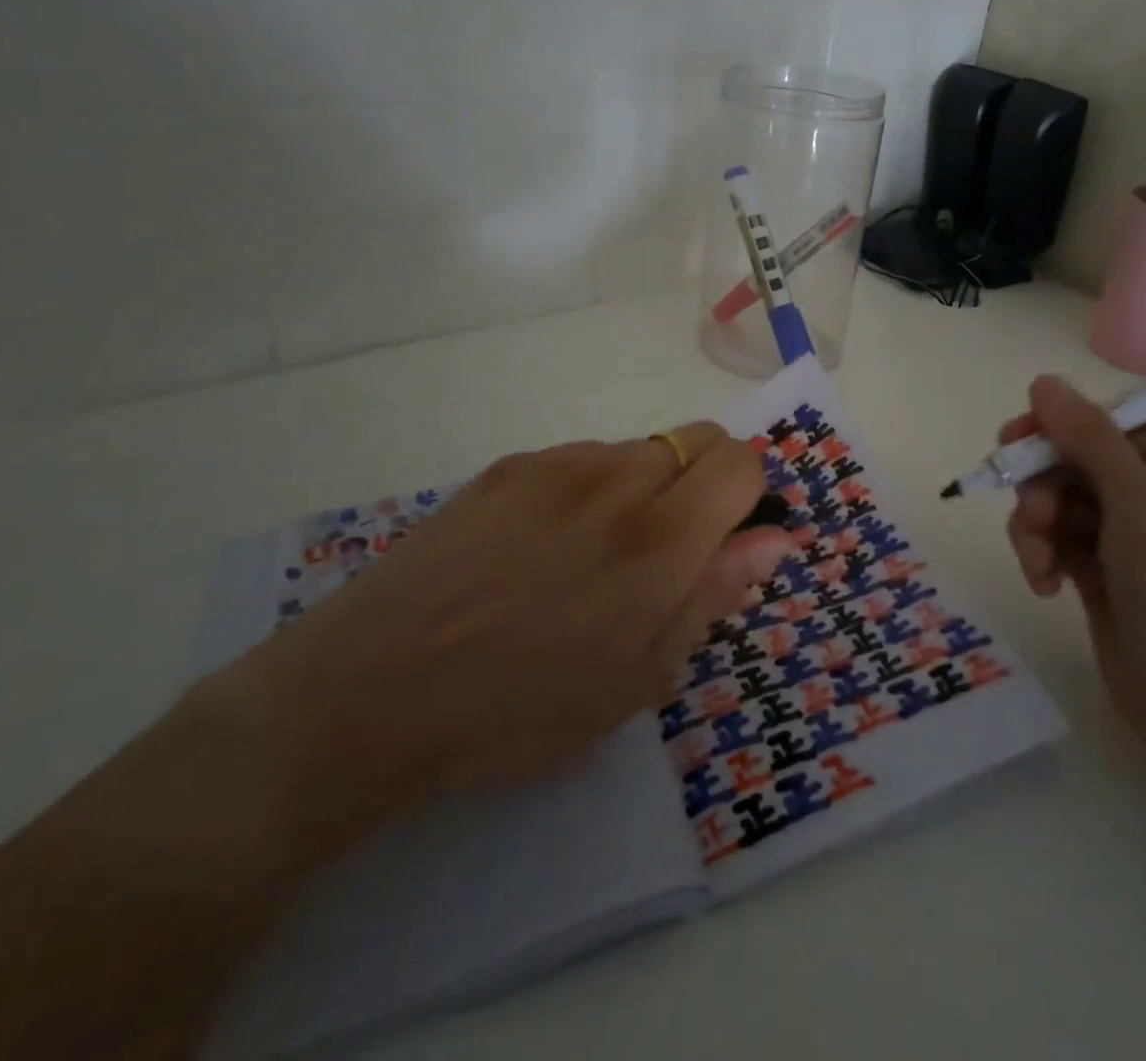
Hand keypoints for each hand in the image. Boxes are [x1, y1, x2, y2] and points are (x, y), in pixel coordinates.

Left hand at [196, 423, 788, 860]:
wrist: (371, 689)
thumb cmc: (520, 707)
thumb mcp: (638, 677)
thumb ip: (714, 593)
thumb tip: (775, 539)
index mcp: (660, 537)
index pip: (742, 462)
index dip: (749, 496)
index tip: (727, 541)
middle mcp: (617, 478)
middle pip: (698, 438)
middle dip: (706, 482)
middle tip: (671, 552)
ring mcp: (557, 464)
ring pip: (640, 449)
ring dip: (647, 487)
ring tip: (594, 557)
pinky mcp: (509, 465)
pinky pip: (581, 457)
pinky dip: (592, 487)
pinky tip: (543, 546)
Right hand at [1001, 377, 1145, 775]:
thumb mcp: (1140, 508)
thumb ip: (1089, 440)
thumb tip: (1043, 382)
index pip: (1106, 428)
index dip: (1056, 430)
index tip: (1012, 444)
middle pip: (1074, 466)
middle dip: (1042, 491)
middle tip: (1032, 519)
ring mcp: (1127, 542)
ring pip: (1057, 506)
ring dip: (1036, 529)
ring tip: (1037, 564)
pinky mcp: (1101, 578)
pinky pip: (1056, 544)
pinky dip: (1042, 558)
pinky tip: (1044, 586)